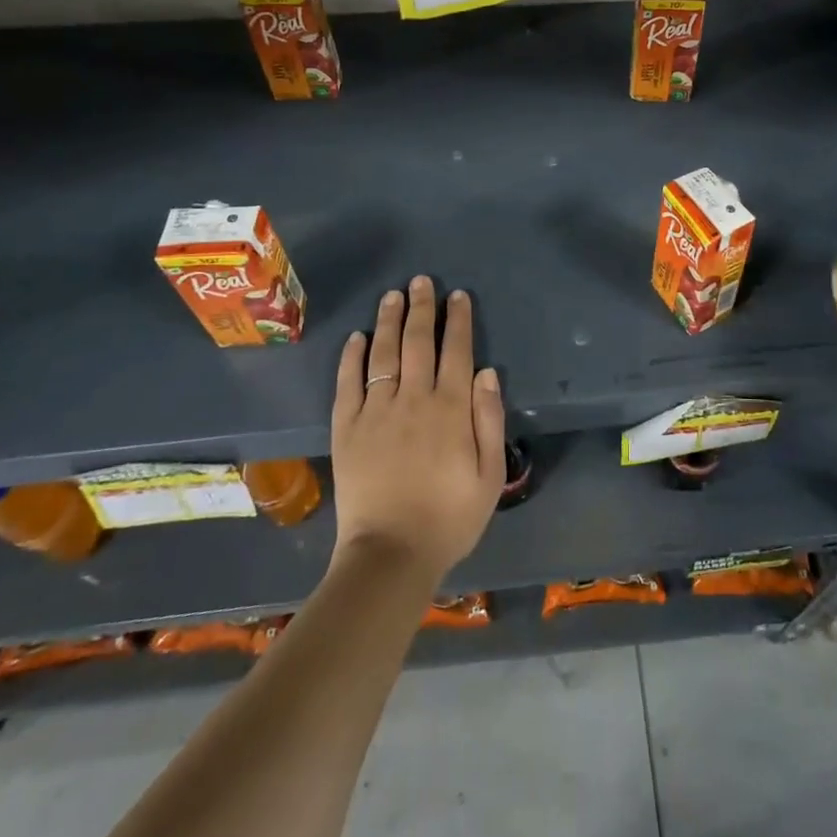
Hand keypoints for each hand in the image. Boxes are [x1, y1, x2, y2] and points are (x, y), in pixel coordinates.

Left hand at [330, 277, 505, 583]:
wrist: (390, 555)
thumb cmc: (449, 517)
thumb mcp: (491, 474)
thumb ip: (490, 419)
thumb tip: (485, 372)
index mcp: (451, 409)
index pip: (456, 350)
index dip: (457, 320)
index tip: (457, 296)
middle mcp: (413, 399)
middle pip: (417, 342)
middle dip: (421, 307)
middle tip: (421, 281)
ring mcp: (376, 411)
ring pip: (382, 353)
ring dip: (388, 320)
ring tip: (392, 295)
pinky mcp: (346, 429)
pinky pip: (347, 383)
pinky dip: (351, 357)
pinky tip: (356, 337)